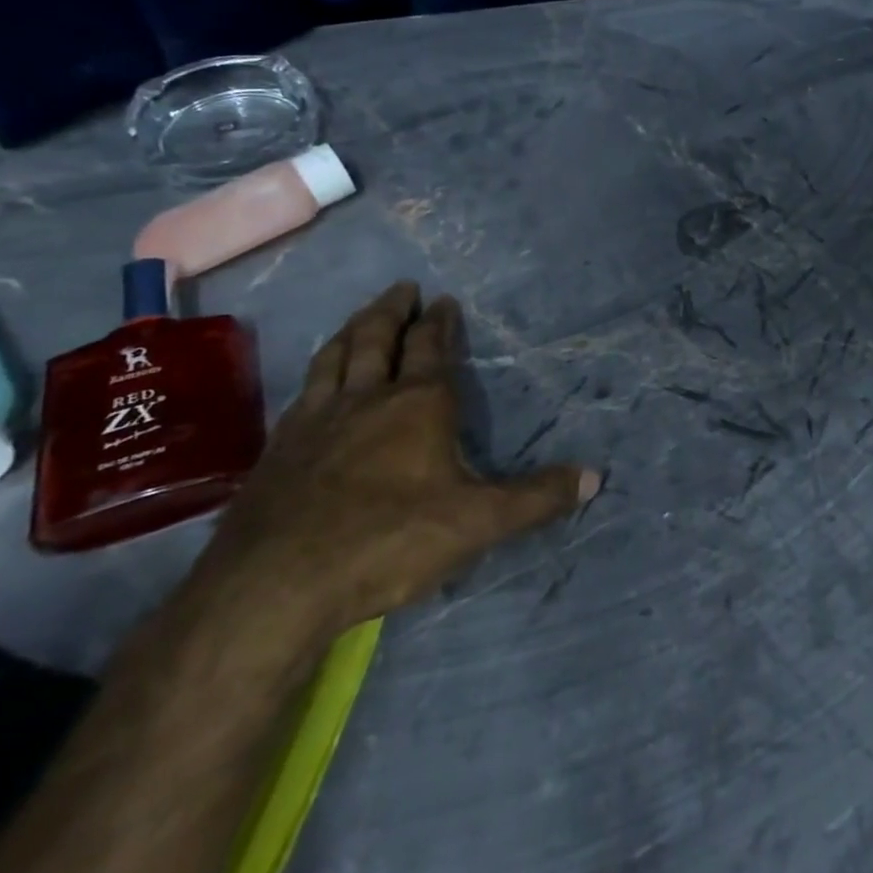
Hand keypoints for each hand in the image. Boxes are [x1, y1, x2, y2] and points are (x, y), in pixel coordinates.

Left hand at [202, 282, 598, 637]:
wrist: (277, 584)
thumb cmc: (390, 541)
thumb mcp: (480, 522)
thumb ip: (537, 498)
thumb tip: (595, 477)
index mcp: (419, 404)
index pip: (432, 348)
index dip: (440, 323)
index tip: (443, 300)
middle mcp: (366, 399)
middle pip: (376, 339)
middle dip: (392, 310)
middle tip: (401, 287)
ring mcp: (316, 420)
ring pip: (334, 357)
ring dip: (351, 330)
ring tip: (360, 316)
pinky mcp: (279, 449)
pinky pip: (303, 393)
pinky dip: (316, 374)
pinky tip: (314, 384)